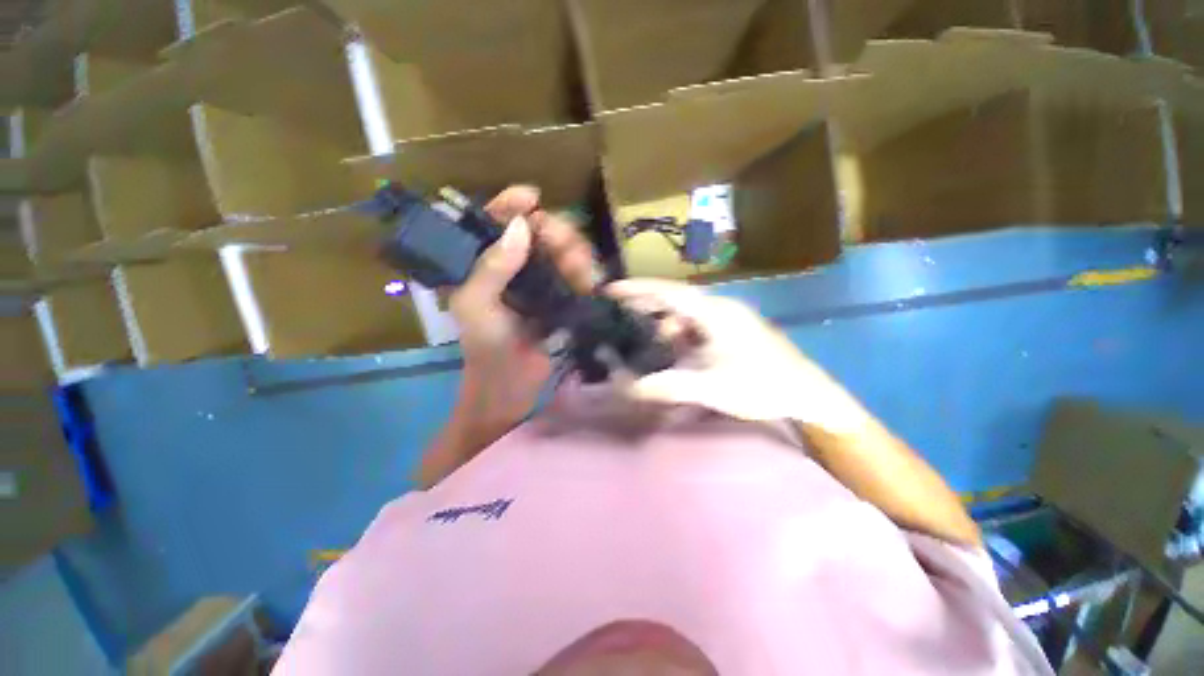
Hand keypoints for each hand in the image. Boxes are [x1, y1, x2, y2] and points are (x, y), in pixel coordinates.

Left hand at [449, 186, 597, 430]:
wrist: (512, 386)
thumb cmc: (486, 347)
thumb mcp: (477, 306)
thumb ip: (492, 267)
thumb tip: (521, 225)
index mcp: (478, 264)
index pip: (491, 220)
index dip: (510, 203)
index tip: (534, 197)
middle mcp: (508, 266)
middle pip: (535, 230)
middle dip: (556, 233)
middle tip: (569, 251)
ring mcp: (535, 281)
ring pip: (558, 249)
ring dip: (575, 254)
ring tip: (583, 274)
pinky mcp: (556, 296)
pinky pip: (573, 271)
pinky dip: (584, 271)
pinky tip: (588, 281)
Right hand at [607, 279, 870, 433]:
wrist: (808, 393)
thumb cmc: (762, 386)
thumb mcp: (710, 387)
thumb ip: (667, 386)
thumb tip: (627, 388)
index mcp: (715, 313)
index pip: (669, 292)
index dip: (638, 288)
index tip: (611, 289)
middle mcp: (720, 308)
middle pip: (674, 298)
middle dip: (645, 303)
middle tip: (618, 313)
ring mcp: (727, 318)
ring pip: (685, 312)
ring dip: (663, 321)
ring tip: (642, 335)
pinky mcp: (732, 330)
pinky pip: (696, 324)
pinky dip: (678, 332)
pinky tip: (671, 347)